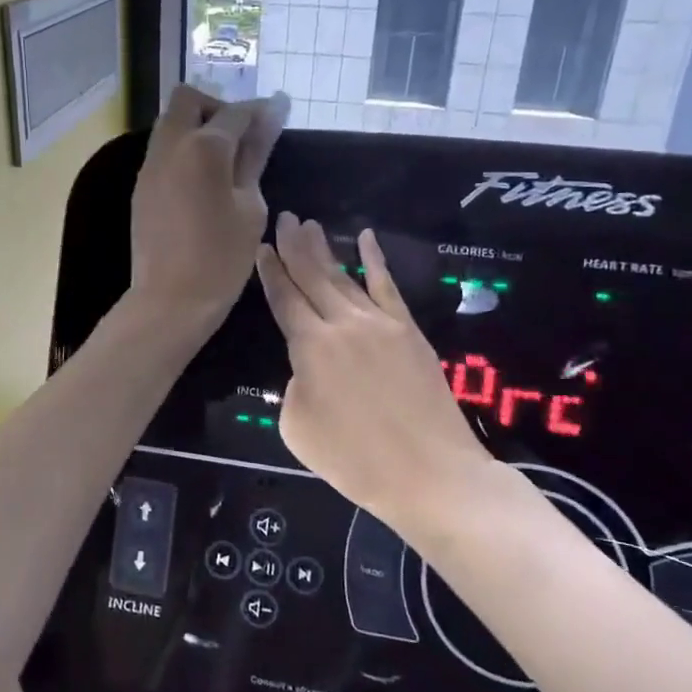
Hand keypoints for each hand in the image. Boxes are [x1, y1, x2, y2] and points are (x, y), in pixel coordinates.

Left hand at [129, 86, 287, 332]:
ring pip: (171, 122)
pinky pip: (162, 149)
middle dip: (217, 107)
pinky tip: (203, 181)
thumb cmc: (222, 257)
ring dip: (197, 127)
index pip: (236, 112)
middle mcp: (170, 145)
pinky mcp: (141, 185)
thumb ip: (256, 156)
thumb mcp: (250, 206)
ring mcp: (150, 164)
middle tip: (241, 137)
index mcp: (204, 148)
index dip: (260, 110)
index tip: (279, 114)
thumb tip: (271, 116)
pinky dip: (183, 149)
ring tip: (224, 161)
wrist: (170, 299)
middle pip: (189, 99)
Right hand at [257, 217, 498, 521]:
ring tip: (310, 225)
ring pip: (345, 277)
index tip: (262, 248)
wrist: (429, 473)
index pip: (284, 299)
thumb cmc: (354, 460)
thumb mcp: (298, 428)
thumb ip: (294, 387)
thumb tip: (307, 370)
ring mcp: (380, 323)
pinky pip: (388, 287)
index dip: (271, 272)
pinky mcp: (409, 331)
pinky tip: (367, 239)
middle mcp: (343, 324)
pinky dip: (376, 260)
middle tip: (284, 218)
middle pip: (312, 276)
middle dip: (294, 246)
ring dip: (325, 249)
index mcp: (310, 347)